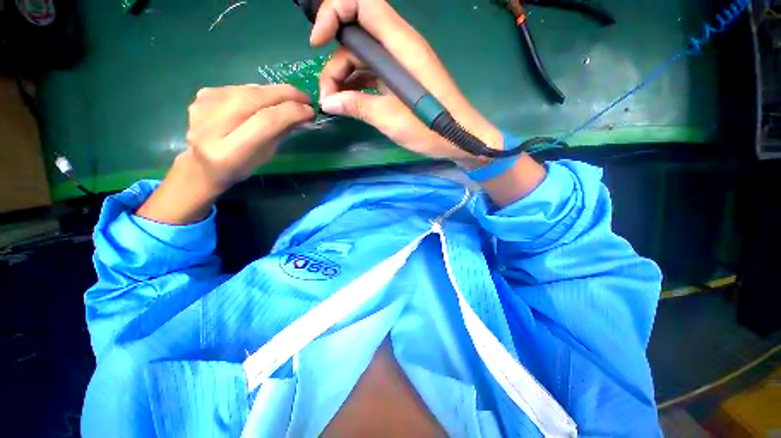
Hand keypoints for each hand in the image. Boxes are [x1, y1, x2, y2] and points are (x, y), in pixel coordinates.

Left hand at [185, 84, 314, 187]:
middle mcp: (210, 127)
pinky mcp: (201, 96)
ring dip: (273, 91)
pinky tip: (265, 99)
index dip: (291, 112)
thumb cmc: (240, 167)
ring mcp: (202, 107)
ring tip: (290, 98)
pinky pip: (238, 88)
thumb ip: (281, 134)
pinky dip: (257, 91)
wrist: (201, 165)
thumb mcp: (265, 156)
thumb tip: (304, 115)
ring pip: (247, 90)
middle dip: (285, 95)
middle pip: (254, 99)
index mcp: (229, 153)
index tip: (310, 111)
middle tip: (305, 98)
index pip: (265, 122)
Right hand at [310, 0, 502, 167]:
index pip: (362, 4)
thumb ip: (358, 106)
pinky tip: (349, 103)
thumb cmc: (430, 129)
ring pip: (362, 58)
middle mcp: (399, 47)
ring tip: (336, 105)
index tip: (317, 43)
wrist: (459, 139)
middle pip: (356, 37)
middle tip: (327, 97)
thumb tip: (328, 102)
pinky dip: (357, 86)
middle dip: (335, 63)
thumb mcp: (391, 119)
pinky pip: (372, 74)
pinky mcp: (400, 80)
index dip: (333, 11)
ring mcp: (400, 64)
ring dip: (343, 79)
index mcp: (401, 46)